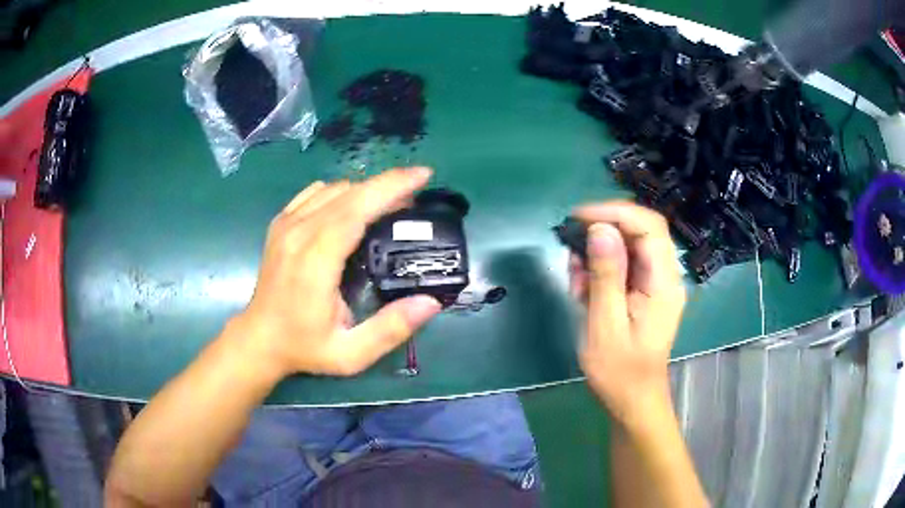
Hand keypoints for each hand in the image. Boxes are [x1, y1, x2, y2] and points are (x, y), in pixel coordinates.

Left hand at [229, 168, 442, 377]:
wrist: (259, 339)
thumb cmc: (304, 347)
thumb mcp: (351, 353)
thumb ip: (391, 329)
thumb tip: (431, 302)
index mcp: (315, 262)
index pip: (355, 209)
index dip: (390, 188)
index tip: (422, 176)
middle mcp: (298, 234)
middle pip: (349, 193)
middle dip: (388, 184)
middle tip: (417, 191)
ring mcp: (286, 225)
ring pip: (333, 189)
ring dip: (366, 190)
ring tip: (389, 205)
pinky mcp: (281, 223)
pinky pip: (315, 193)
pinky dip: (341, 193)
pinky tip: (353, 208)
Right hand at [569, 202, 685, 426]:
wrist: (633, 400)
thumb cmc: (619, 371)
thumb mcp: (605, 324)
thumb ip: (606, 275)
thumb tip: (600, 229)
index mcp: (663, 282)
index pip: (649, 225)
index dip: (615, 211)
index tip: (579, 217)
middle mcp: (666, 276)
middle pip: (641, 230)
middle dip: (604, 229)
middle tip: (572, 245)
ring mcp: (657, 283)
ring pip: (630, 245)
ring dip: (599, 252)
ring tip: (577, 278)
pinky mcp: (646, 291)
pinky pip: (625, 265)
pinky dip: (602, 268)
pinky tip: (584, 288)